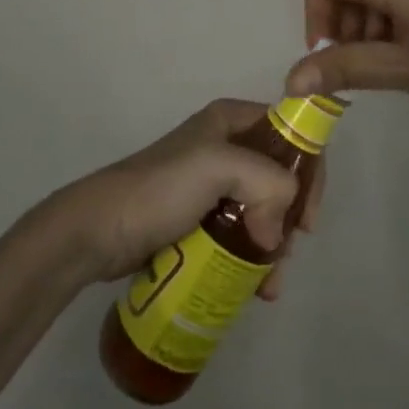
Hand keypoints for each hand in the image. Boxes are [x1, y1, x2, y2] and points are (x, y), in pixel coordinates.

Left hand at [48, 100, 324, 295]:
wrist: (99, 231)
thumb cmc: (160, 189)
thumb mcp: (217, 167)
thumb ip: (265, 183)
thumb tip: (278, 234)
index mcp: (231, 120)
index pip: (290, 132)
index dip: (309, 170)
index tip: (309, 218)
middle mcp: (225, 145)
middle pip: (279, 176)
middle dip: (290, 217)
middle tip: (285, 252)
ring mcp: (211, 184)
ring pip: (262, 209)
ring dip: (274, 245)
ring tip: (268, 283)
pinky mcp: (199, 218)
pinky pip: (240, 234)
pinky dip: (253, 258)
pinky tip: (255, 288)